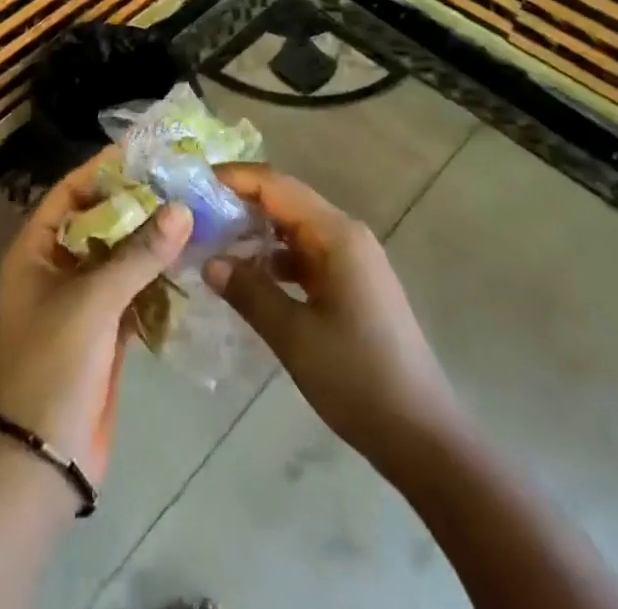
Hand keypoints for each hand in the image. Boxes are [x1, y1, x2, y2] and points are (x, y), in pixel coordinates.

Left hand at [0, 150, 192, 484]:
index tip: (144, 152)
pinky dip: (157, 277)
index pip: (70, 193)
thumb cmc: (54, 363)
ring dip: (151, 239)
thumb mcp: (93, 300)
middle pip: (99, 222)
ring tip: (192, 212)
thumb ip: (139, 253)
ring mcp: (82, 301)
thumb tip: (182, 208)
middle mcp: (57, 268)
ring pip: (119, 256)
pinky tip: (190, 260)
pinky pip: (134, 290)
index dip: (102, 170)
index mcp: (35, 250)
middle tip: (179, 180)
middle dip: (135, 203)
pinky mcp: (106, 331)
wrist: (44, 459)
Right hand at [205, 165, 454, 468]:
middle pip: (285, 201)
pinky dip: (276, 259)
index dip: (234, 179)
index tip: (194, 183)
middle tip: (196, 214)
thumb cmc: (358, 379)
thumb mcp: (294, 336)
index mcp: (336, 235)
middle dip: (241, 203)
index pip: (275, 185)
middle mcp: (346, 235)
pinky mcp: (353, 285)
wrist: (423, 438)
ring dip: (257, 232)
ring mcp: (353, 260)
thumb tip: (209, 261)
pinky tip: (249, 278)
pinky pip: (306, 255)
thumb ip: (249, 292)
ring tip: (213, 243)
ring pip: (294, 229)